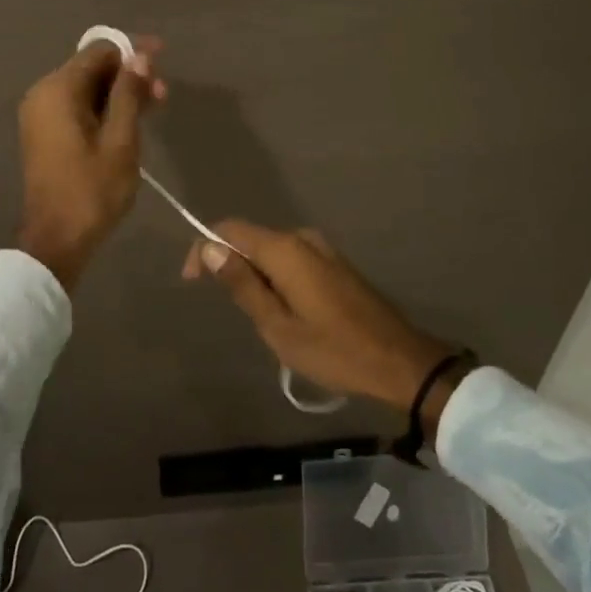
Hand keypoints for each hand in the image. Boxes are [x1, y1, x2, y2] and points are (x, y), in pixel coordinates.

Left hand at [15, 35, 165, 289]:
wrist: (57, 240)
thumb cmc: (92, 190)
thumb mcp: (121, 140)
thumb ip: (129, 93)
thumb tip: (140, 56)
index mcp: (58, 90)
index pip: (99, 51)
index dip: (133, 51)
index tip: (163, 59)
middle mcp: (43, 93)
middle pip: (92, 68)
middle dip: (129, 75)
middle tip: (163, 94)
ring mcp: (41, 114)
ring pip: (86, 88)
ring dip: (119, 93)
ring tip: (154, 108)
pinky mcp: (45, 132)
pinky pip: (77, 107)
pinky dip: (103, 108)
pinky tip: (130, 121)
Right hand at [183, 221, 462, 417]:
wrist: (399, 361)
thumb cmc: (333, 349)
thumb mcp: (277, 326)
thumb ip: (242, 284)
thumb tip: (209, 248)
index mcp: (285, 249)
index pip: (229, 230)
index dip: (204, 247)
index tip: (191, 281)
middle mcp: (302, 238)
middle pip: (251, 239)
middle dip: (232, 266)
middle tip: (233, 312)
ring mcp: (322, 249)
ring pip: (271, 252)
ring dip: (256, 276)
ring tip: (262, 319)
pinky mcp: (334, 264)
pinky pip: (292, 260)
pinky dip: (277, 279)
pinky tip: (286, 313)